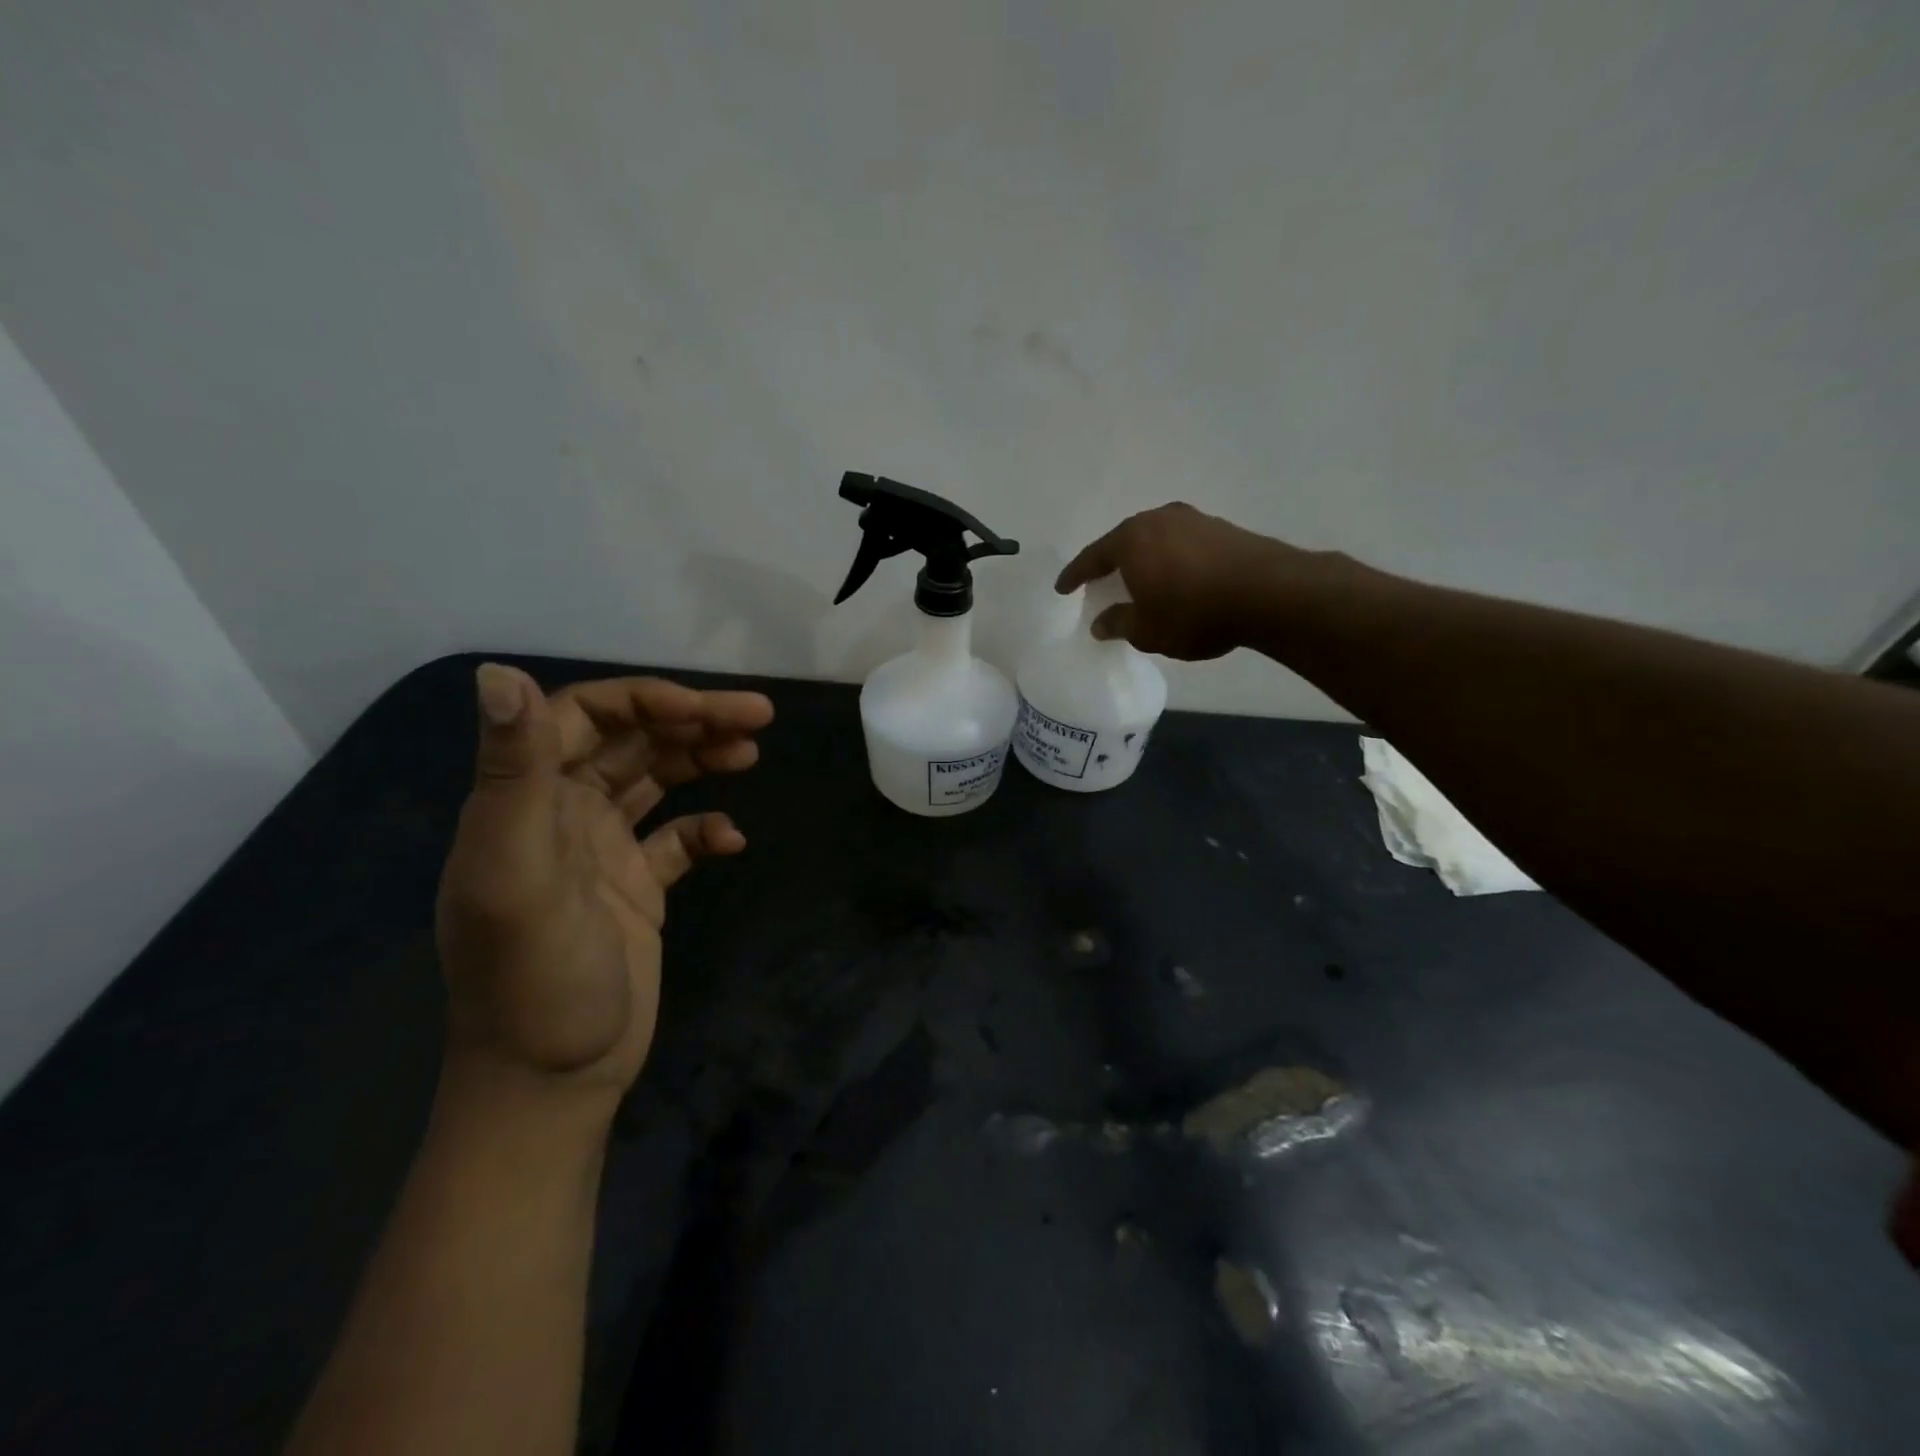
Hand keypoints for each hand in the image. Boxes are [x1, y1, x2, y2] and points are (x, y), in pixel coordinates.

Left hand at [434, 664, 772, 1102]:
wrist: (553, 1080)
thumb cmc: (532, 978)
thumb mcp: (516, 874)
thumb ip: (512, 775)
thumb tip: (498, 673)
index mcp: (526, 801)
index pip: (583, 716)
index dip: (644, 701)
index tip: (705, 710)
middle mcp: (563, 814)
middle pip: (631, 741)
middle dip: (692, 720)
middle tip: (759, 715)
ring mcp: (603, 850)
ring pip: (657, 780)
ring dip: (702, 759)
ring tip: (752, 752)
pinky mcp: (638, 887)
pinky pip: (677, 839)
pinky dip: (705, 830)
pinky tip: (731, 840)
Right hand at [1056, 502, 1309, 658]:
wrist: (1269, 593)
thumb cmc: (1194, 613)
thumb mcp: (1147, 630)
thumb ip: (1119, 623)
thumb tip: (1100, 623)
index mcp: (1132, 540)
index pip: (1093, 556)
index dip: (1075, 575)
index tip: (1062, 587)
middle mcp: (1159, 520)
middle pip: (1124, 540)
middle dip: (1110, 561)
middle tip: (1100, 581)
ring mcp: (1194, 520)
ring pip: (1156, 538)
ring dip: (1144, 558)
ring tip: (1139, 579)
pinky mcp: (1223, 528)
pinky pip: (1182, 543)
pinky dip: (1172, 559)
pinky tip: (1177, 578)